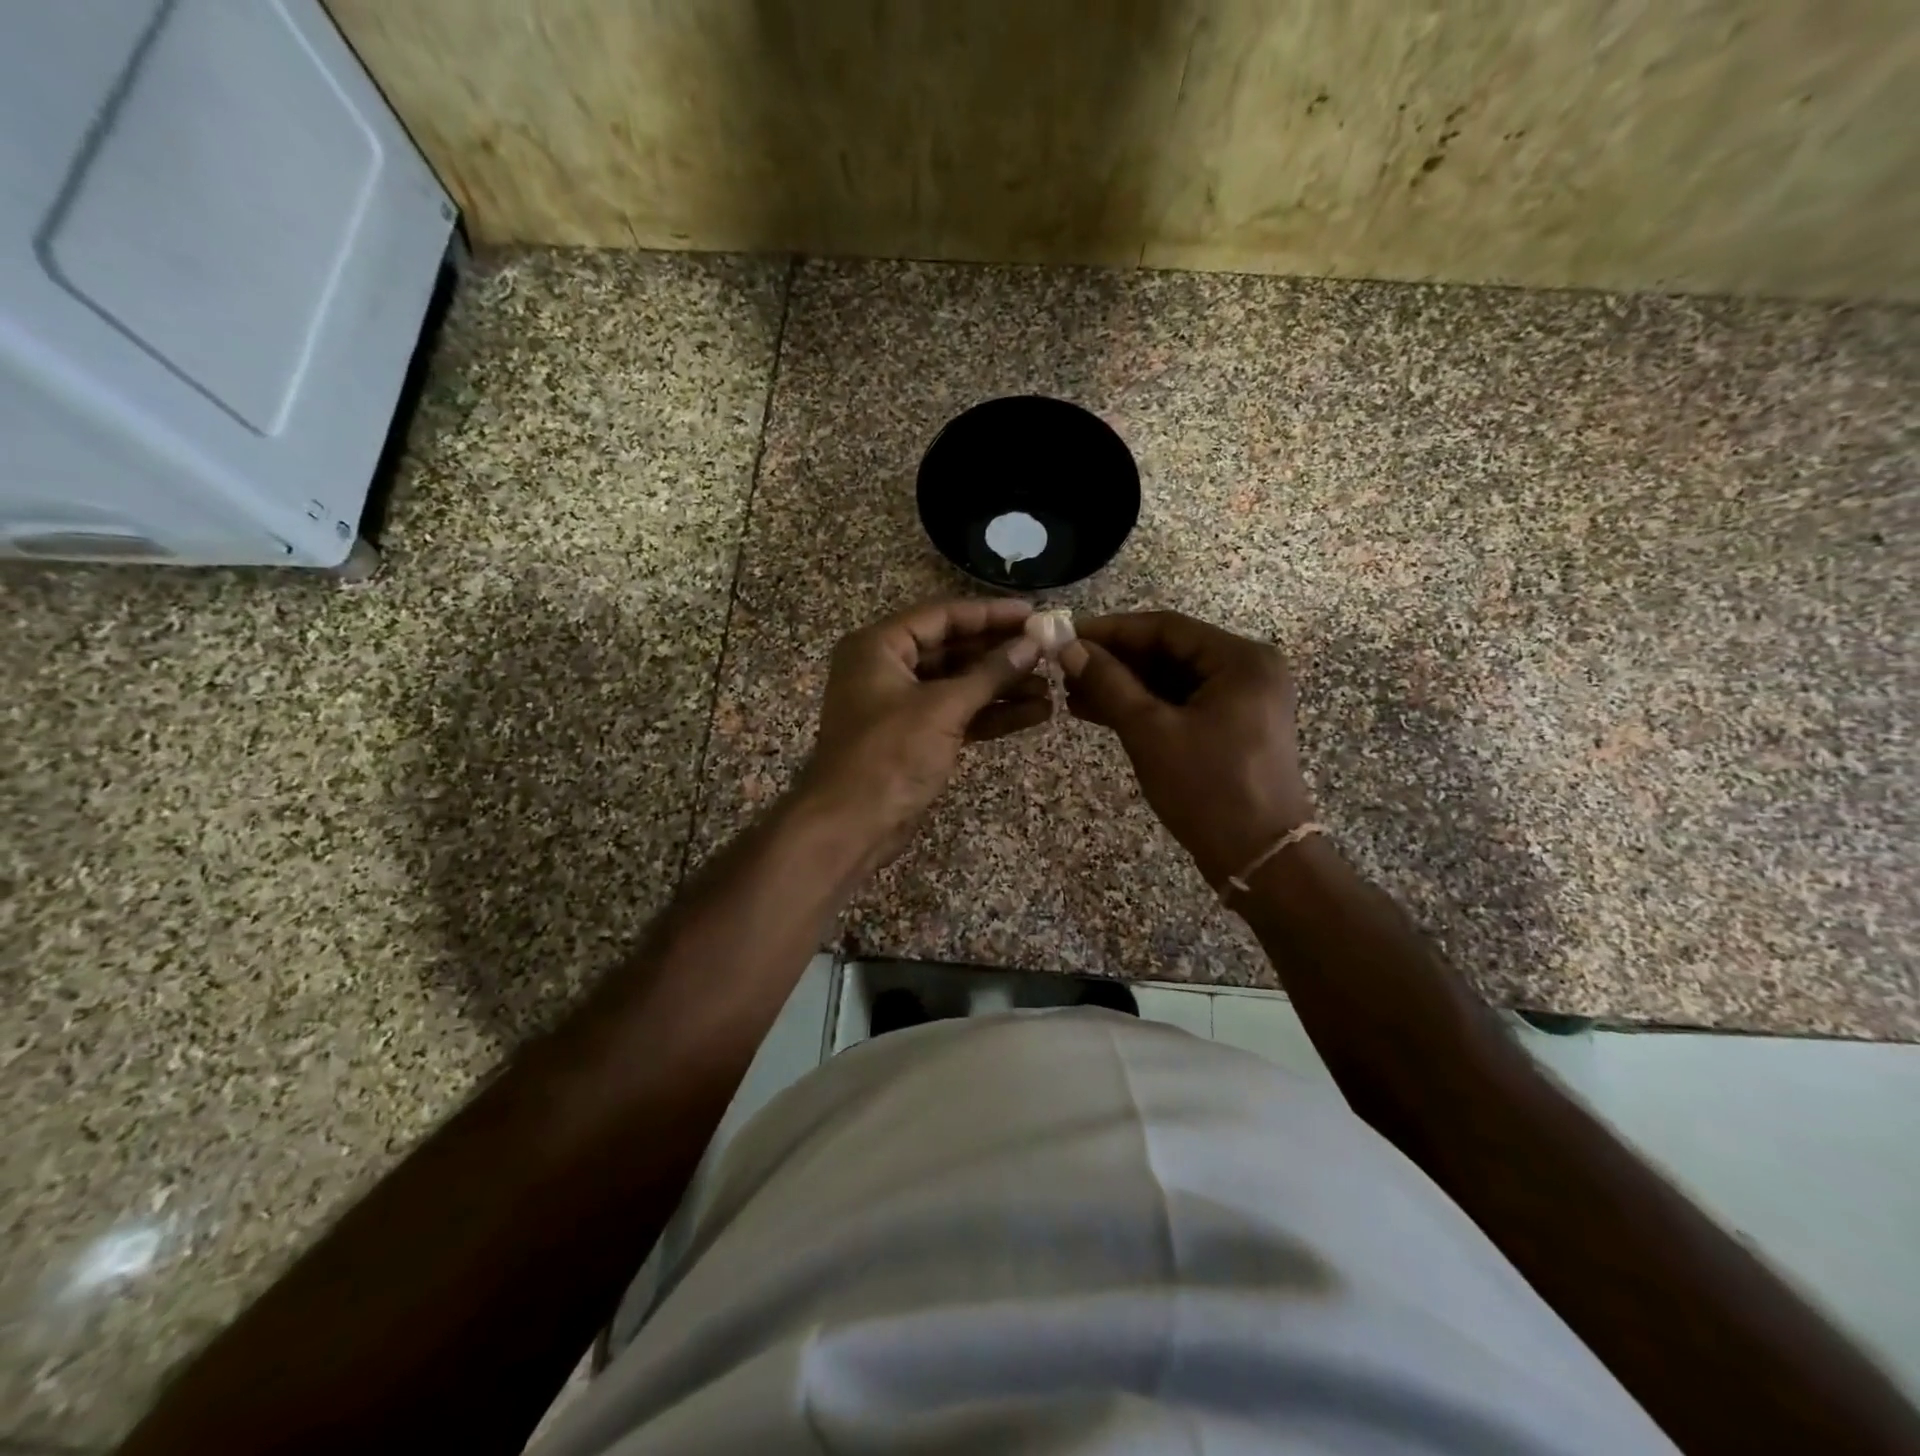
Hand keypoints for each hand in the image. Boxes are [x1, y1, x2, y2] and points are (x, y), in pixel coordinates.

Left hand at [799, 598, 1047, 859]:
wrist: (850, 826)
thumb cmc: (889, 755)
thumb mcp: (943, 708)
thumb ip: (990, 673)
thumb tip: (1033, 644)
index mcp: (880, 646)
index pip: (942, 615)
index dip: (990, 614)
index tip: (1034, 614)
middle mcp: (888, 668)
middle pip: (953, 648)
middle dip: (1001, 653)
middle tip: (1049, 650)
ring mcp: (902, 705)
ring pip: (959, 684)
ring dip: (1002, 686)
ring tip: (1051, 687)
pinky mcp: (915, 737)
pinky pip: (958, 714)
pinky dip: (991, 714)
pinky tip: (1034, 713)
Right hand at [1061, 612, 1313, 887]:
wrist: (1259, 859)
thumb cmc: (1208, 789)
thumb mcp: (1150, 732)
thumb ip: (1109, 684)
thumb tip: (1068, 648)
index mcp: (1240, 660)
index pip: (1165, 628)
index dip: (1111, 631)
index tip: (1066, 636)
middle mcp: (1247, 670)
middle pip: (1169, 651)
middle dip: (1115, 661)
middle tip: (1064, 667)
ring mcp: (1242, 700)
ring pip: (1171, 679)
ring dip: (1124, 686)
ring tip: (1072, 693)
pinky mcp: (1232, 726)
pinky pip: (1181, 703)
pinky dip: (1144, 707)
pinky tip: (1099, 711)